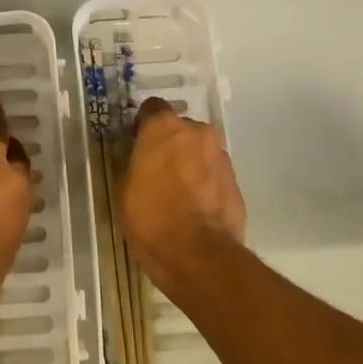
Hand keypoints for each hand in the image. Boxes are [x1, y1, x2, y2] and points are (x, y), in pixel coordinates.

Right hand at [117, 97, 245, 290]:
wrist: (199, 256)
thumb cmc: (151, 217)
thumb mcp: (125, 189)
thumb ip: (136, 164)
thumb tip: (143, 163)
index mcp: (164, 127)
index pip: (152, 108)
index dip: (143, 124)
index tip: (137, 142)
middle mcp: (197, 133)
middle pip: (181, 130)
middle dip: (171, 145)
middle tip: (158, 170)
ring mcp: (221, 157)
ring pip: (200, 152)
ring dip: (191, 164)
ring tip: (179, 194)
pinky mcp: (237, 183)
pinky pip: (214, 175)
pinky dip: (205, 185)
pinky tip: (196, 209)